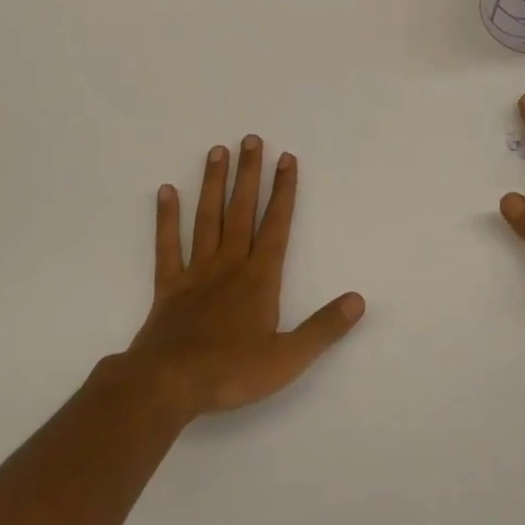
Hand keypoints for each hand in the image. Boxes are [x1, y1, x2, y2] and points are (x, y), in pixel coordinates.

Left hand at [124, 135, 364, 419]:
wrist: (168, 385)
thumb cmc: (231, 372)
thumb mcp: (288, 358)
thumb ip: (323, 328)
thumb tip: (358, 300)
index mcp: (259, 279)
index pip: (277, 225)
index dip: (284, 191)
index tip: (287, 158)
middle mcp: (229, 265)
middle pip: (241, 211)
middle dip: (249, 174)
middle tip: (251, 138)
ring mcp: (196, 272)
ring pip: (207, 219)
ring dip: (213, 184)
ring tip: (217, 151)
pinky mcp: (168, 287)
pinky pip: (167, 246)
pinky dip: (166, 219)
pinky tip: (166, 191)